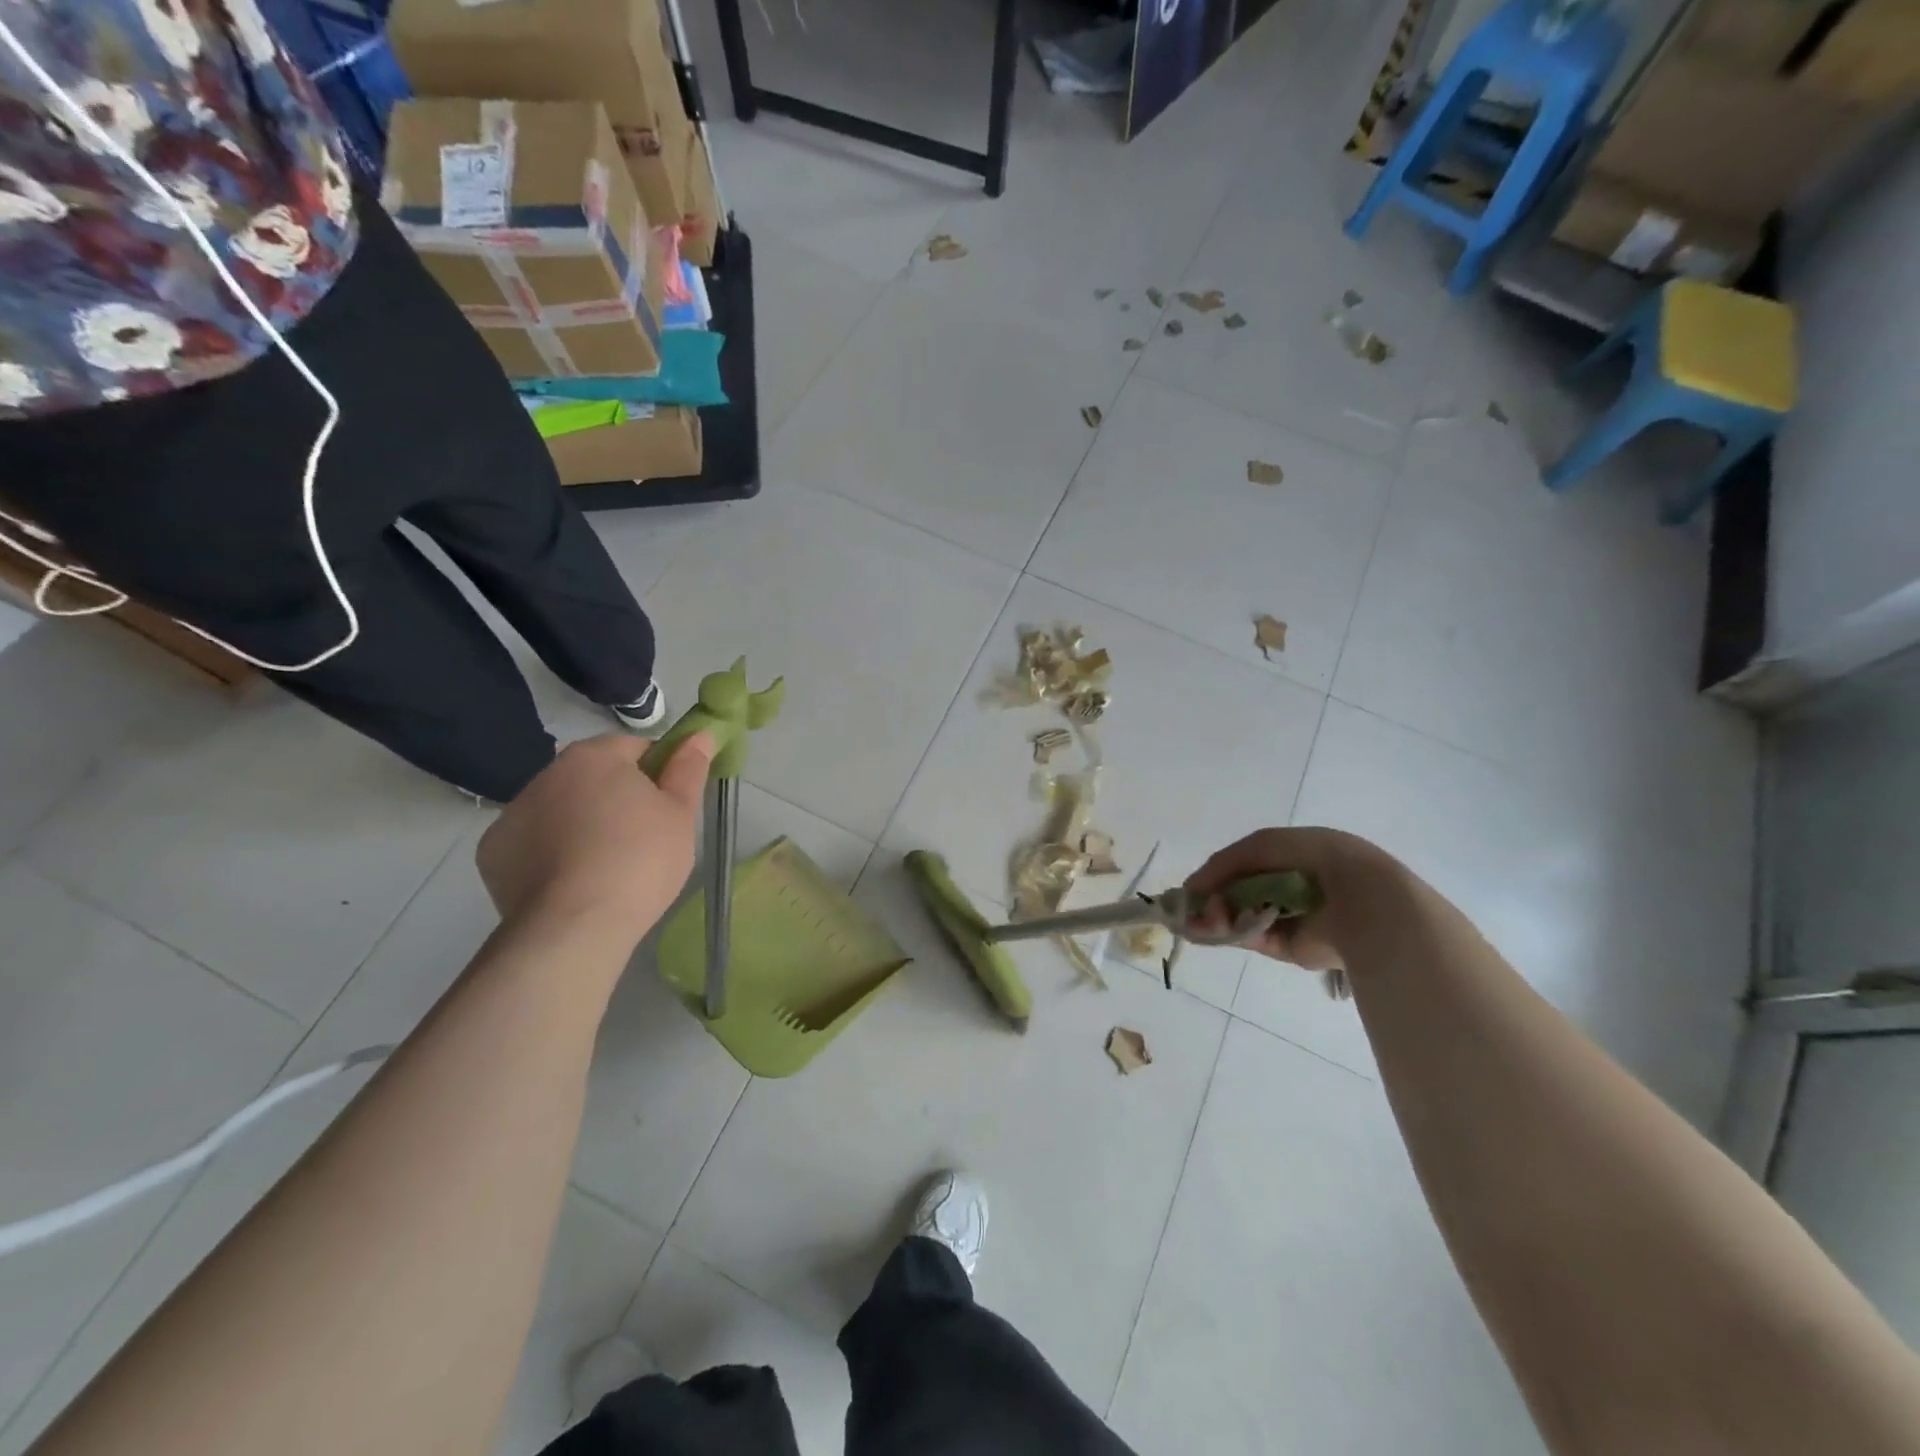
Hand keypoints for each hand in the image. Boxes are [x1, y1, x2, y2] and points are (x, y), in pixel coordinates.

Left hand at [477, 732, 714, 951]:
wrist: (575, 926)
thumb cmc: (640, 860)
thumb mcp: (680, 813)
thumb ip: (689, 768)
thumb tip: (701, 734)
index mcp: (595, 756)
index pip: (636, 748)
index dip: (658, 775)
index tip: (668, 808)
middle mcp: (547, 774)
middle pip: (594, 777)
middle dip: (616, 798)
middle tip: (643, 839)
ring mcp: (513, 813)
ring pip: (561, 809)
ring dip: (581, 824)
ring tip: (605, 867)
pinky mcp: (493, 853)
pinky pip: (532, 843)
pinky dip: (550, 854)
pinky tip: (571, 882)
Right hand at [1183, 827, 1395, 975]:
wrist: (1361, 900)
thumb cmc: (1312, 860)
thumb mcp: (1262, 845)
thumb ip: (1224, 863)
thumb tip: (1192, 889)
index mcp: (1296, 858)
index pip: (1248, 866)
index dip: (1218, 875)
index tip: (1193, 888)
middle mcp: (1294, 888)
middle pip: (1242, 893)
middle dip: (1214, 899)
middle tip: (1192, 908)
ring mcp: (1294, 919)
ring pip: (1243, 916)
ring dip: (1218, 917)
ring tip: (1200, 920)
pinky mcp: (1294, 948)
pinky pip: (1256, 938)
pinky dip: (1235, 933)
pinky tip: (1215, 929)